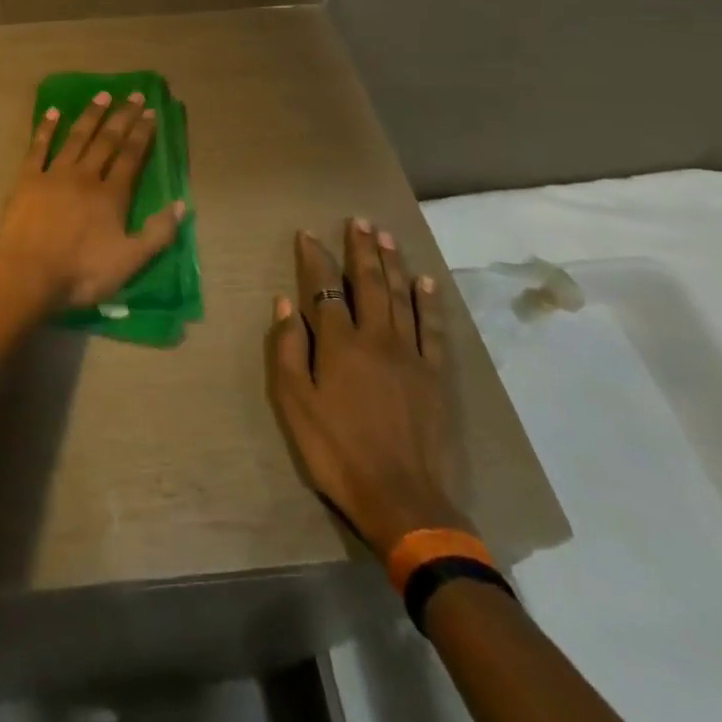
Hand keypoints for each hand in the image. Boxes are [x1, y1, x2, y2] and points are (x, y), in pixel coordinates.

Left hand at [0, 90, 186, 310]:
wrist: (28, 276)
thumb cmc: (81, 273)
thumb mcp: (130, 261)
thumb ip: (158, 233)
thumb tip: (181, 203)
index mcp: (111, 195)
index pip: (131, 157)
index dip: (142, 134)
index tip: (151, 112)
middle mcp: (85, 176)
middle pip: (107, 141)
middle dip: (122, 117)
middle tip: (134, 95)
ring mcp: (54, 175)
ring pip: (76, 138)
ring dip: (91, 116)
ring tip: (102, 95)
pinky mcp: (27, 180)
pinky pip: (38, 148)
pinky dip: (46, 128)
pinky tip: (53, 112)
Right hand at [266, 218, 467, 556]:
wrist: (403, 500)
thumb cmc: (337, 451)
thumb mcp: (295, 404)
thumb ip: (289, 349)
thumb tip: (285, 302)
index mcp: (340, 344)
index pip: (324, 289)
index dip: (315, 258)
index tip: (308, 234)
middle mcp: (377, 339)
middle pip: (368, 284)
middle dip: (361, 249)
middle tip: (358, 221)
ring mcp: (411, 356)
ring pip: (401, 297)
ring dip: (392, 264)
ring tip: (385, 236)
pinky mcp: (436, 376)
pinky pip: (433, 329)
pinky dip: (429, 302)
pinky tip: (425, 282)